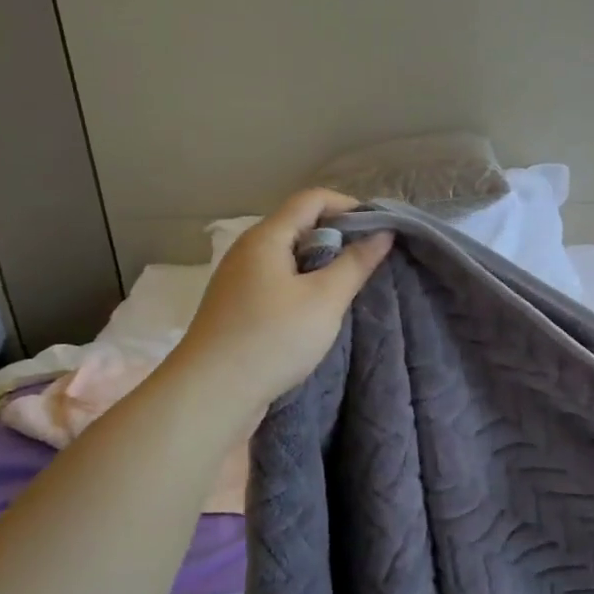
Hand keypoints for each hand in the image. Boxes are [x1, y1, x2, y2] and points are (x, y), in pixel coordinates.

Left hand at [173, 189, 393, 408]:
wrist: (211, 394)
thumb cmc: (273, 338)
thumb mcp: (325, 300)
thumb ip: (356, 263)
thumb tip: (382, 233)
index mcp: (266, 237)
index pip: (312, 199)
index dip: (349, 206)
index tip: (379, 230)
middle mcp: (248, 250)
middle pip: (299, 225)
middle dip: (338, 236)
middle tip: (369, 262)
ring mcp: (239, 279)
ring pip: (289, 256)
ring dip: (322, 264)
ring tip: (348, 288)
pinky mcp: (237, 307)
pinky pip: (277, 280)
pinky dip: (303, 284)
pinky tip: (317, 311)